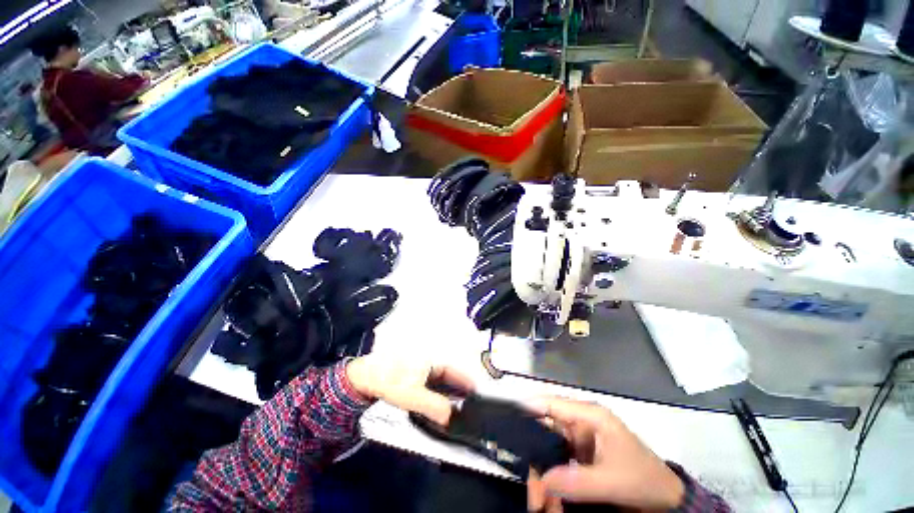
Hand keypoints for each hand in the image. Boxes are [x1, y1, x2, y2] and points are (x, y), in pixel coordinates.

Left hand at [345, 354, 474, 424]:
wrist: (366, 376)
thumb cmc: (391, 380)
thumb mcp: (413, 396)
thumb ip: (434, 406)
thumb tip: (452, 417)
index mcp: (434, 361)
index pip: (457, 371)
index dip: (468, 383)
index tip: (479, 396)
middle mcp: (432, 362)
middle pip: (451, 376)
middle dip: (460, 391)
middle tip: (470, 408)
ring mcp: (424, 368)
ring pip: (442, 381)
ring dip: (450, 394)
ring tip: (458, 410)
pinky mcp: (416, 375)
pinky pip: (433, 384)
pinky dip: (439, 394)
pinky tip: (440, 405)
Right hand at [526, 398, 684, 511]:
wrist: (665, 499)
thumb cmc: (642, 479)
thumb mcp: (612, 481)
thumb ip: (577, 480)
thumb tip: (541, 479)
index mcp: (589, 416)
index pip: (551, 404)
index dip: (528, 408)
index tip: (508, 422)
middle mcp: (581, 422)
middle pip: (546, 429)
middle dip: (534, 455)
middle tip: (532, 488)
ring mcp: (580, 438)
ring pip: (549, 447)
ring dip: (542, 472)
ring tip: (541, 502)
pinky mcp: (581, 454)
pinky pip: (558, 461)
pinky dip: (551, 478)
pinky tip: (550, 497)